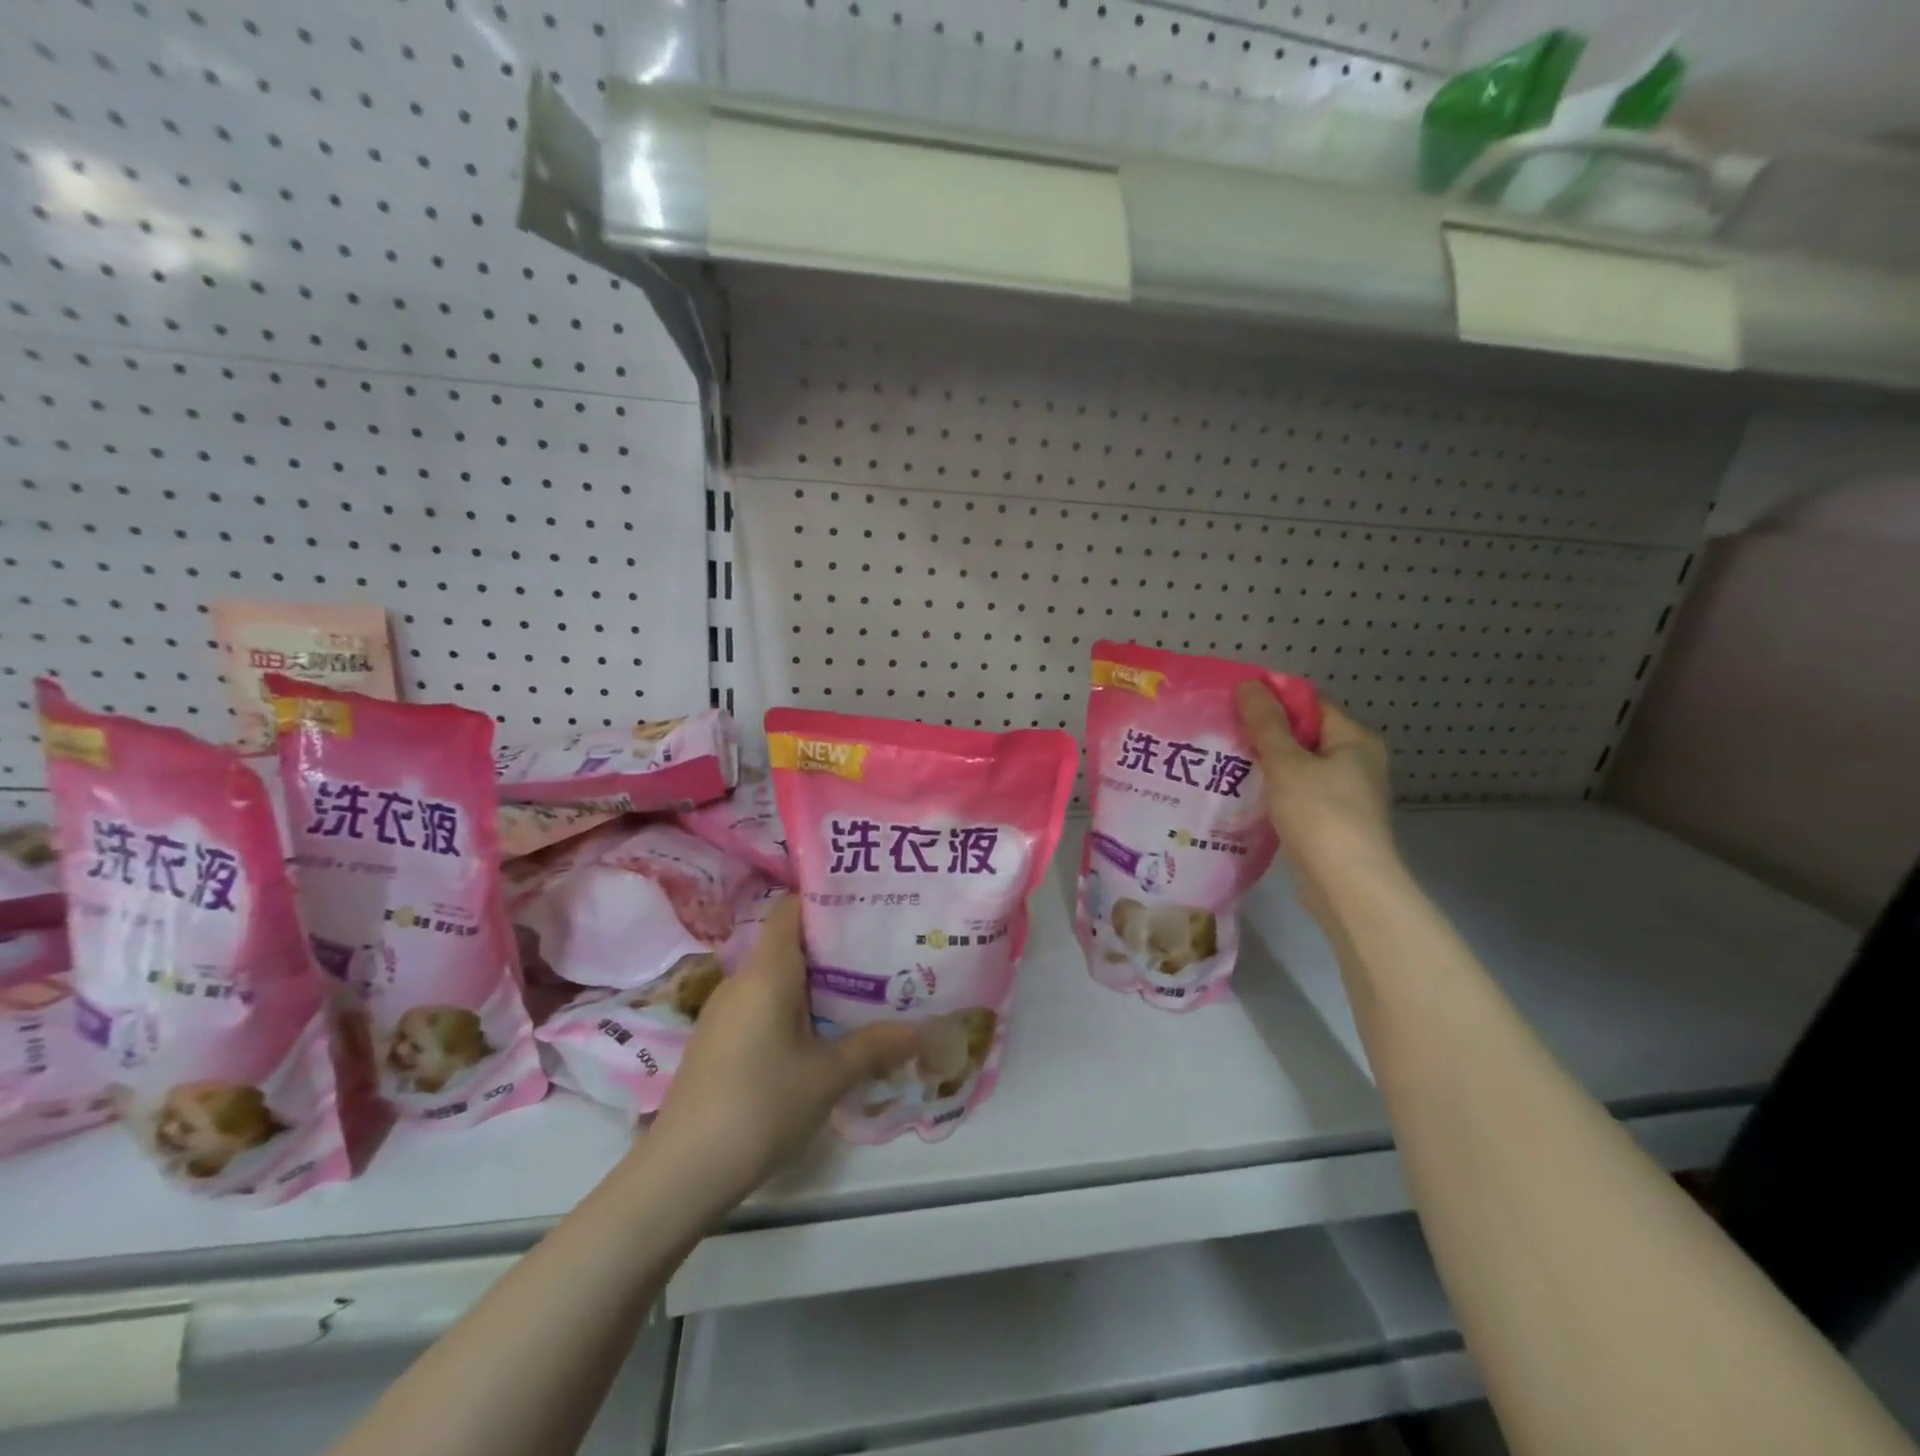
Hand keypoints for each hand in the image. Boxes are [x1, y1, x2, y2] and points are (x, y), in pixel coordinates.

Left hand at [646, 896, 919, 1207]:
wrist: (682, 1172)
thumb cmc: (761, 1105)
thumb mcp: (829, 1076)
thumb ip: (876, 1046)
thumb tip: (923, 1032)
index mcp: (767, 971)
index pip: (791, 908)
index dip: (826, 899)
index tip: (867, 905)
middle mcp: (742, 980)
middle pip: (789, 942)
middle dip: (834, 946)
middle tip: (882, 953)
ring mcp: (725, 1012)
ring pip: (778, 978)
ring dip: (817, 982)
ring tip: (864, 992)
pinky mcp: (719, 1041)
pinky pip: (763, 1005)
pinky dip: (795, 1008)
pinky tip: (822, 1036)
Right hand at [1236, 683, 1397, 920]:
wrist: (1346, 885)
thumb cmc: (1320, 814)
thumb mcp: (1287, 762)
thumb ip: (1266, 723)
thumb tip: (1249, 684)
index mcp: (1354, 740)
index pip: (1310, 704)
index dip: (1273, 699)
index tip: (1233, 703)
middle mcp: (1356, 763)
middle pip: (1304, 735)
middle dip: (1264, 734)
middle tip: (1222, 732)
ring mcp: (1346, 795)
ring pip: (1298, 768)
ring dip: (1266, 765)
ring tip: (1224, 761)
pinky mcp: (1331, 823)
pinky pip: (1297, 795)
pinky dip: (1273, 792)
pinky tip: (1242, 795)